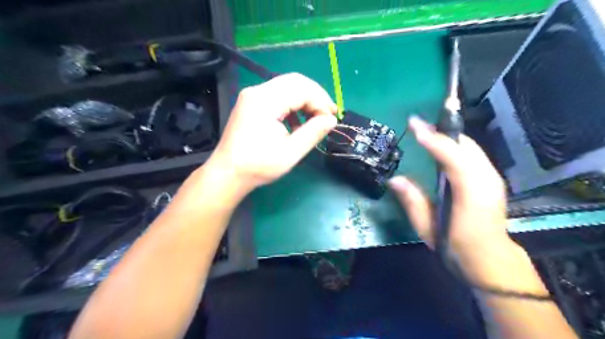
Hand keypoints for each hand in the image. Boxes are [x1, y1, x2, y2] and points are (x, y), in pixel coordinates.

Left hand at [207, 73, 339, 193]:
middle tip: (327, 115)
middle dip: (315, 96)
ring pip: (287, 87)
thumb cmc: (258, 166)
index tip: (332, 118)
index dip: (321, 101)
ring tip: (314, 120)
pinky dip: (292, 105)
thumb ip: (313, 133)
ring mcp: (252, 96)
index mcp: (265, 101)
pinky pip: (277, 96)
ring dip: (304, 100)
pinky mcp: (251, 103)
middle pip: (295, 81)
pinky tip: (296, 123)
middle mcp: (257, 92)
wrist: (228, 173)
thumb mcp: (290, 153)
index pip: (301, 89)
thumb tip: (331, 120)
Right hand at [391, 117, 511, 263]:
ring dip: (447, 136)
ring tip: (425, 131)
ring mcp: (492, 177)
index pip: (454, 158)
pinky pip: (472, 153)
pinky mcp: (491, 178)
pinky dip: (455, 145)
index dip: (434, 140)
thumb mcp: (428, 228)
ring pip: (470, 146)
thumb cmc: (456, 246)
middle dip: (440, 132)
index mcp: (472, 194)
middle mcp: (487, 180)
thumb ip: (413, 202)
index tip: (415, 126)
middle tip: (416, 124)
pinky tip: (441, 145)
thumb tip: (394, 179)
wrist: (489, 259)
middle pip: (465, 146)